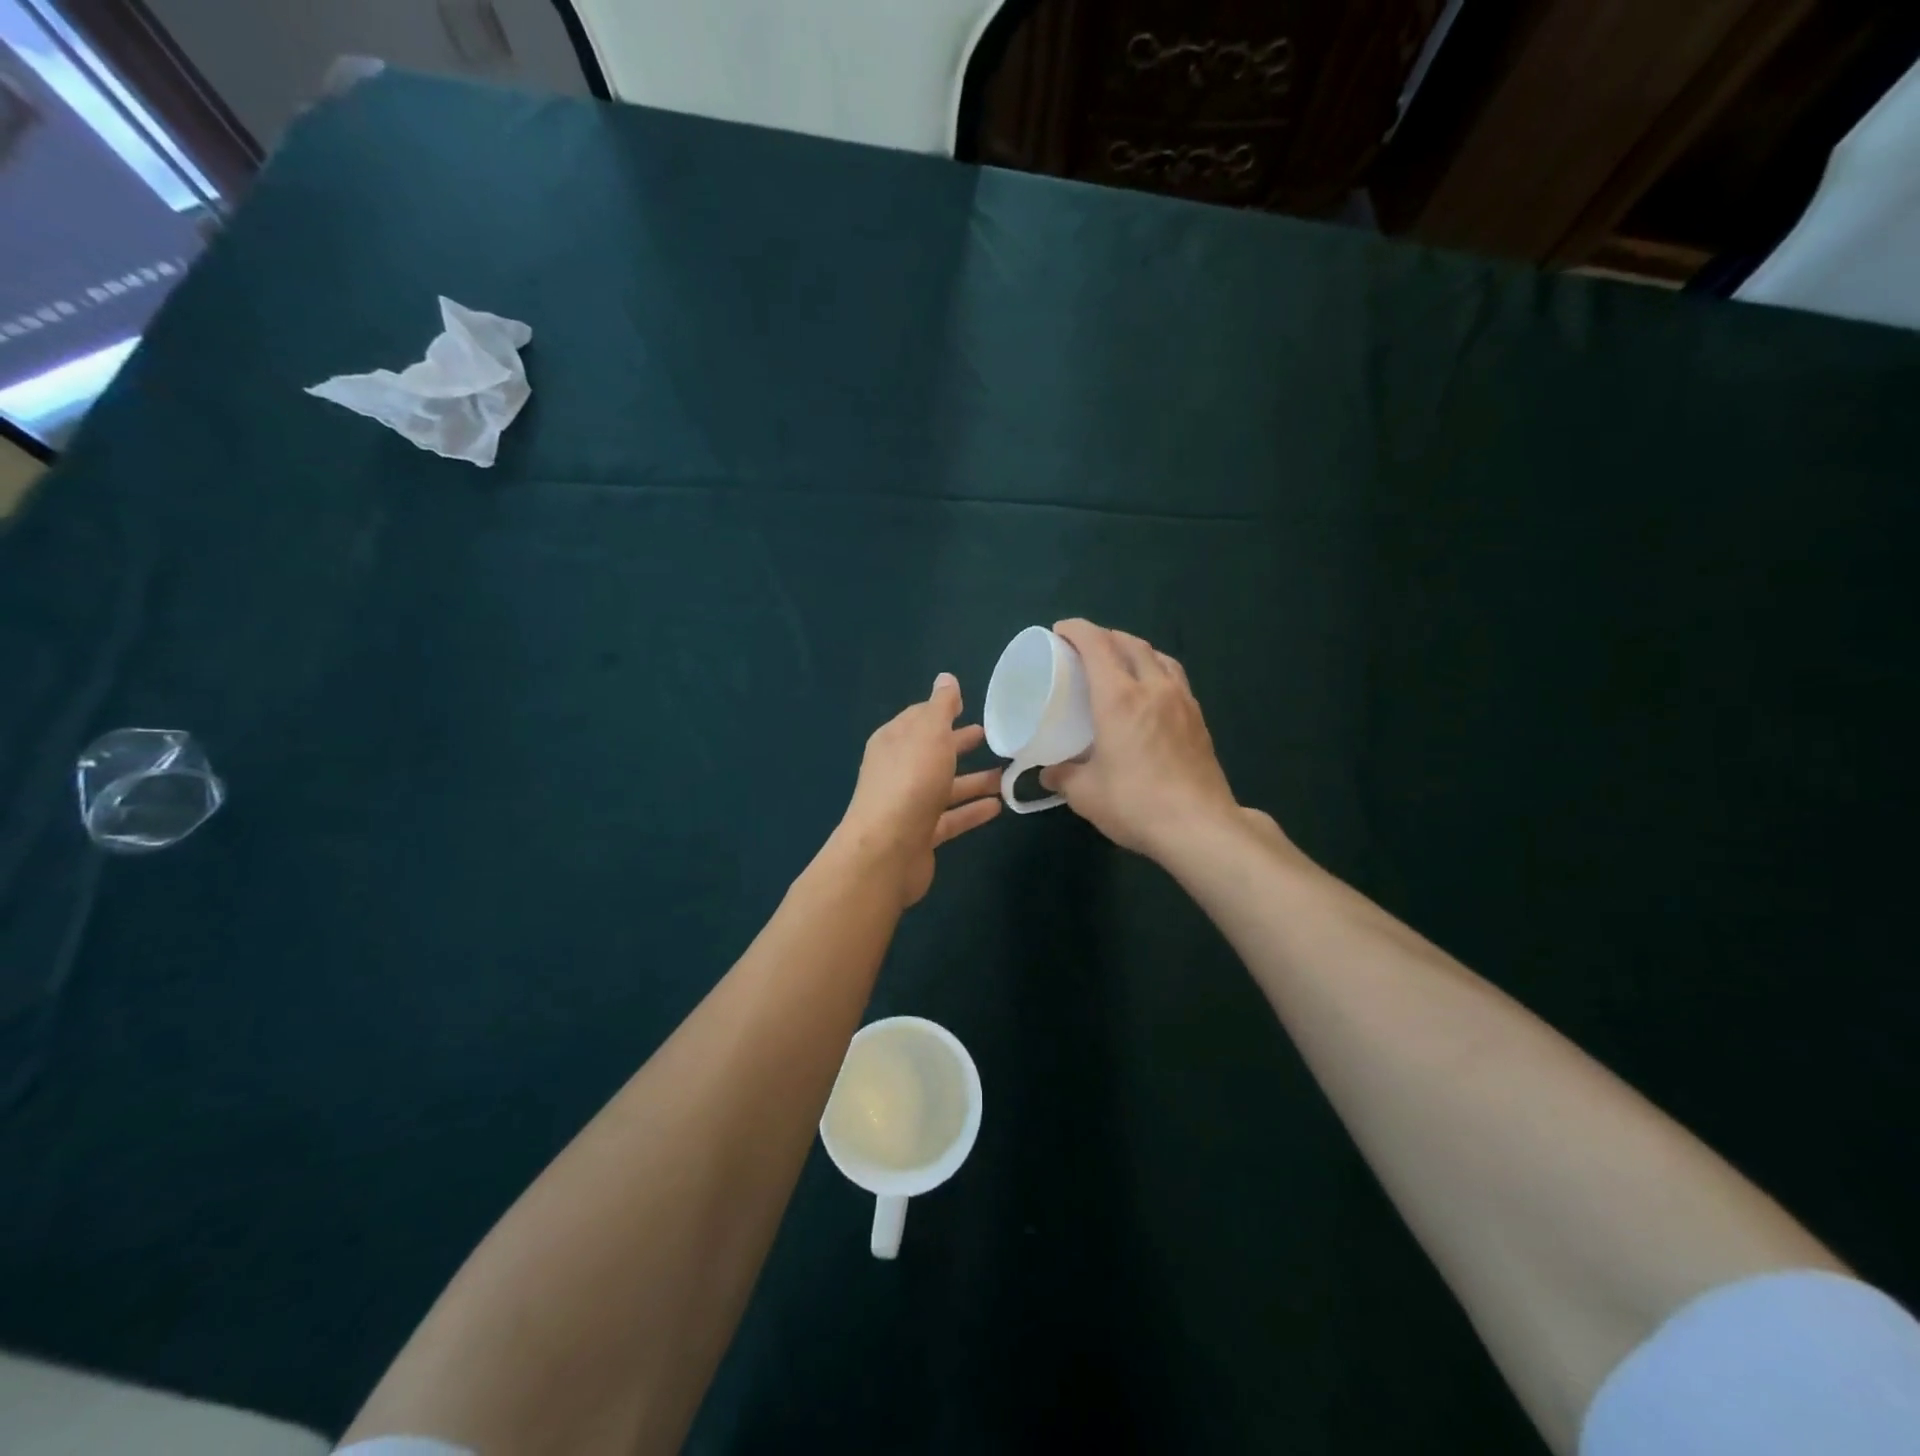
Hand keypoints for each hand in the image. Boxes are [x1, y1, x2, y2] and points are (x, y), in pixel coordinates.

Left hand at [839, 674, 1001, 906]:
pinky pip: (951, 817)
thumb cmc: (910, 781)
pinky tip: (998, 806)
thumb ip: (941, 706)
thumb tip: (946, 678)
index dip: (942, 710)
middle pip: (933, 752)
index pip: (919, 718)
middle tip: (993, 737)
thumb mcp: (929, 733)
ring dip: (974, 780)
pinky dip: (972, 810)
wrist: (887, 850)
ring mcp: (908, 804)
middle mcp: (898, 770)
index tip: (970, 705)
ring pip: (945, 787)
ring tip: (1008, 774)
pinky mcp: (921, 835)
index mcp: (894, 741)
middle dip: (959, 743)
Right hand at [1040, 619, 1241, 861]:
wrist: (1199, 826)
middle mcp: (1153, 688)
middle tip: (1085, 648)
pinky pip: (1175, 678)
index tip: (1059, 632)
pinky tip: (1150, 692)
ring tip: (1120, 663)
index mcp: (1119, 698)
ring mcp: (1182, 701)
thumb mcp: (1085, 794)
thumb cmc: (1135, 804)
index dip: (1076, 630)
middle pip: (1130, 643)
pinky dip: (1156, 670)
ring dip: (1135, 650)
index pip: (1097, 645)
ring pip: (1159, 656)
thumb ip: (1063, 776)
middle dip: (1105, 636)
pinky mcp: (1199, 719)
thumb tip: (1049, 771)